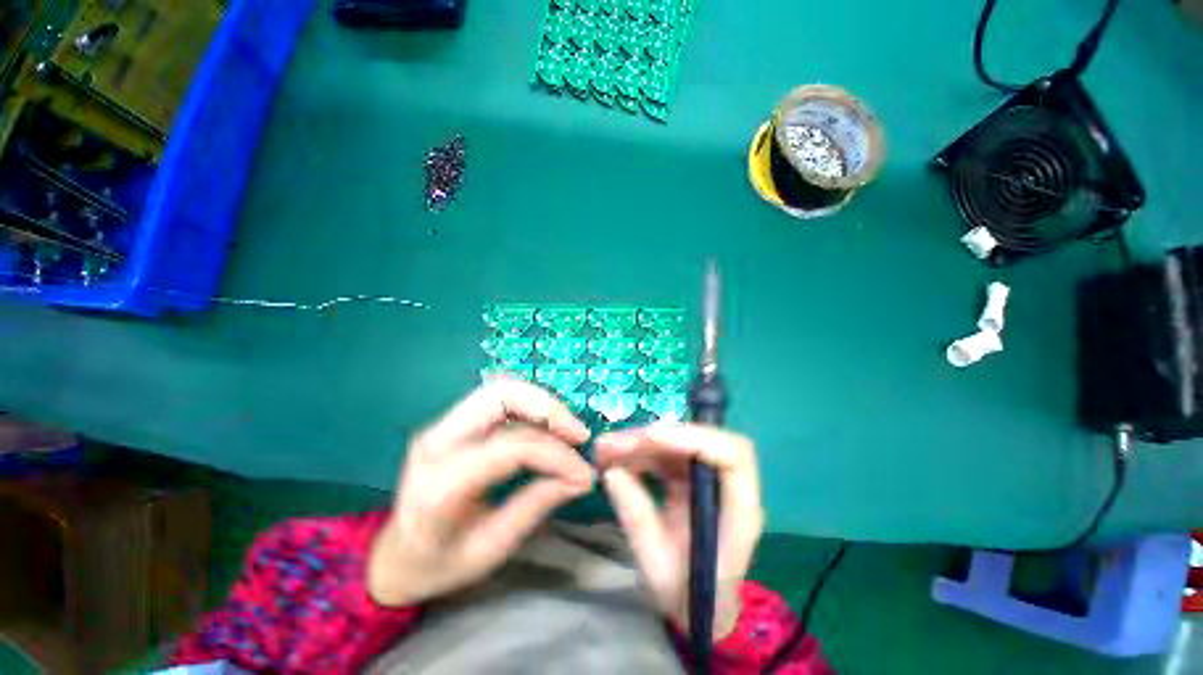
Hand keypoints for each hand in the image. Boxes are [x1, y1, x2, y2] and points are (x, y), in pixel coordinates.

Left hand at [367, 378, 593, 606]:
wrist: (394, 557)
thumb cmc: (440, 564)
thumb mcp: (493, 547)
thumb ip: (537, 504)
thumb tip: (582, 476)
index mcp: (441, 484)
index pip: (511, 446)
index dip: (555, 454)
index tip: (583, 472)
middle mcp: (437, 441)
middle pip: (501, 395)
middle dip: (549, 407)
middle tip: (578, 434)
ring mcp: (442, 425)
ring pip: (501, 389)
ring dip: (542, 403)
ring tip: (567, 430)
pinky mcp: (452, 422)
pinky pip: (498, 399)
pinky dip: (530, 406)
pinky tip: (547, 427)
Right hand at [595, 424, 762, 641]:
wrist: (699, 603)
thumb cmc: (687, 594)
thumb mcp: (657, 567)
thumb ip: (637, 519)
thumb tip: (611, 472)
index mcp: (738, 513)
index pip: (733, 457)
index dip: (696, 439)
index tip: (652, 439)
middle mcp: (727, 487)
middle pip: (699, 441)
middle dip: (652, 439)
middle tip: (610, 445)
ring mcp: (708, 478)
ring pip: (677, 443)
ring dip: (640, 443)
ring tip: (605, 450)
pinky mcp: (690, 476)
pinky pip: (665, 453)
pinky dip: (639, 453)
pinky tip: (616, 460)